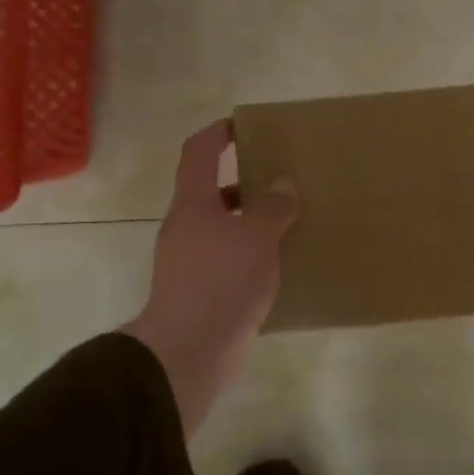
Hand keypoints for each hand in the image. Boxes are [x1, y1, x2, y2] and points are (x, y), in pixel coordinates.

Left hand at [122, 120, 296, 436]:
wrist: (191, 348)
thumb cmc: (222, 279)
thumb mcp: (257, 235)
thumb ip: (272, 206)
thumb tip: (282, 185)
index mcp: (193, 204)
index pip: (198, 153)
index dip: (216, 134)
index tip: (241, 125)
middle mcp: (185, 228)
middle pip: (211, 193)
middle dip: (244, 184)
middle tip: (279, 182)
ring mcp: (188, 262)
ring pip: (222, 229)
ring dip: (250, 223)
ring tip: (288, 225)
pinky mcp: (199, 292)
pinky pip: (228, 261)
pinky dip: (250, 256)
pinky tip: (278, 266)